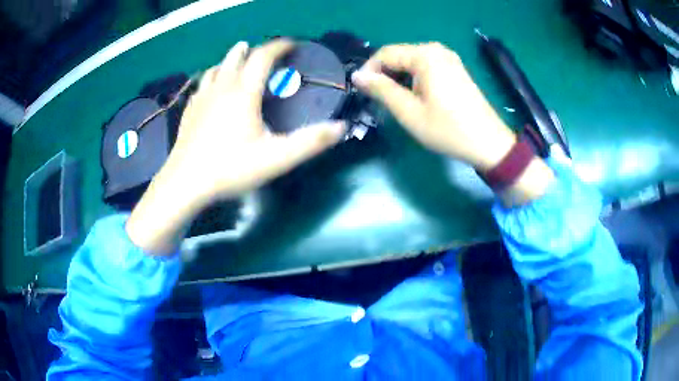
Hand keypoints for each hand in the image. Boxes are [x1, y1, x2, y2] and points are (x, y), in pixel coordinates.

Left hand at [163, 40, 345, 204]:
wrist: (185, 184)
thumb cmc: (230, 168)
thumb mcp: (276, 158)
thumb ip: (311, 142)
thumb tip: (341, 127)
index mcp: (243, 92)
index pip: (263, 56)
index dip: (279, 46)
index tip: (292, 45)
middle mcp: (221, 87)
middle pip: (237, 56)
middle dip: (254, 49)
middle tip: (267, 54)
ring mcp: (202, 98)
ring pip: (216, 67)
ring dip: (231, 60)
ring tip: (239, 61)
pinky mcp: (189, 111)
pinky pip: (202, 84)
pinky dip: (213, 78)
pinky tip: (213, 88)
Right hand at [351, 42, 515, 170]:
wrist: (488, 142)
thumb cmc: (447, 129)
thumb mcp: (409, 111)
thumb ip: (381, 89)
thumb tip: (358, 76)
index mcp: (425, 55)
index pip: (385, 54)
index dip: (369, 70)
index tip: (361, 91)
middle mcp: (436, 49)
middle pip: (399, 55)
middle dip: (384, 75)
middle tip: (377, 99)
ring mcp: (448, 58)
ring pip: (411, 62)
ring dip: (398, 77)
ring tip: (394, 100)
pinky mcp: (455, 68)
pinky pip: (426, 66)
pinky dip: (414, 78)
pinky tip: (414, 96)